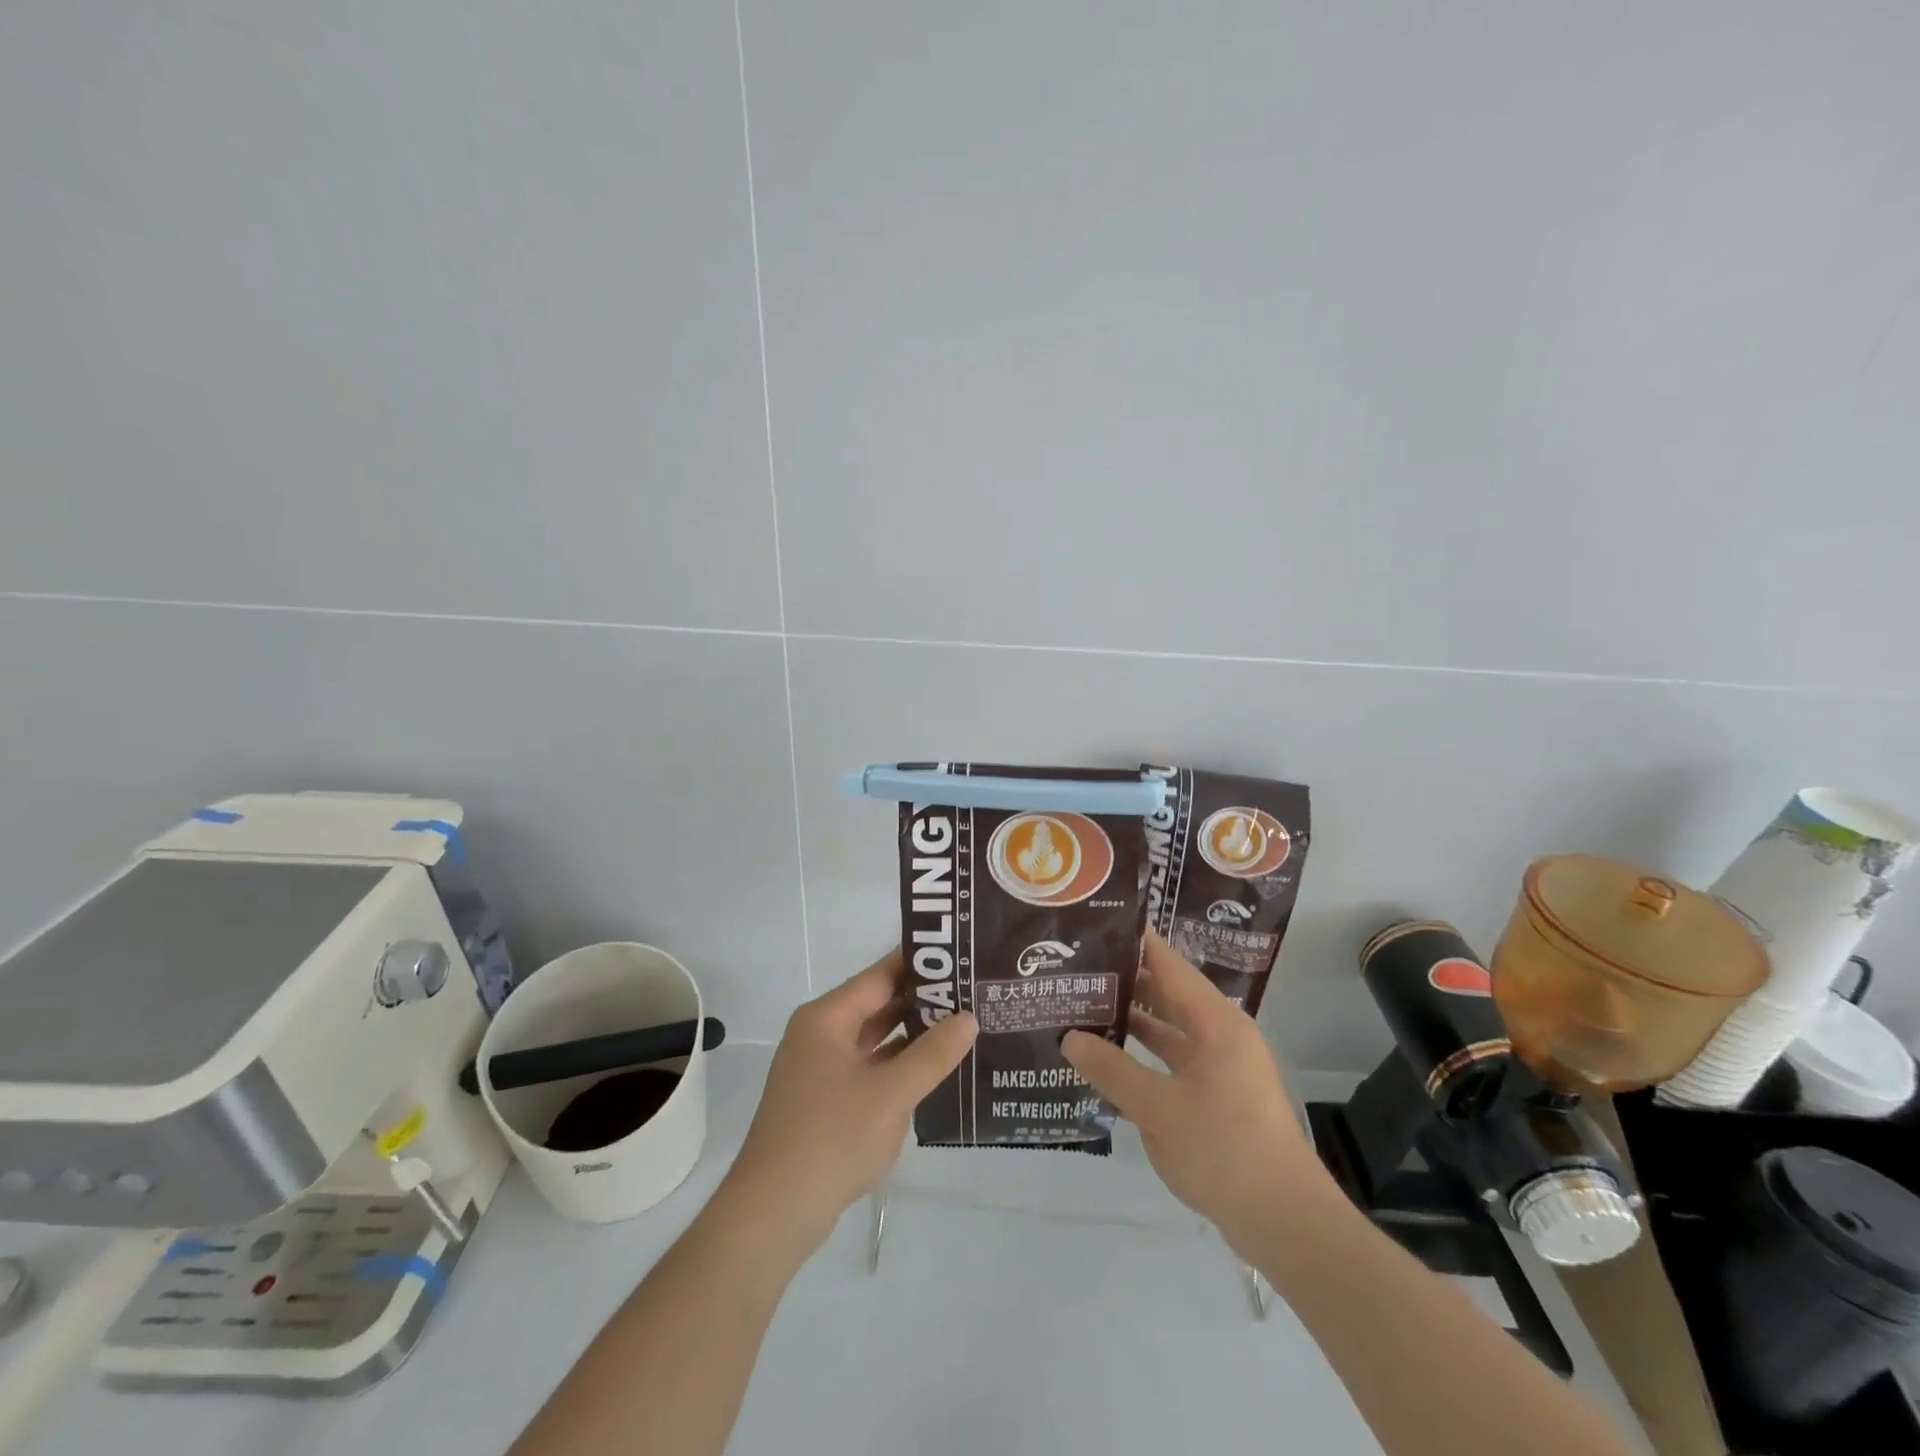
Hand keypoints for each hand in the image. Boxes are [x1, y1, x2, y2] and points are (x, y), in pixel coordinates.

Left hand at [721, 950, 976, 1255]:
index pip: (880, 975)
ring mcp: (820, 1070)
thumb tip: (968, 1017)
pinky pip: (868, 1069)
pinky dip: (897, 1066)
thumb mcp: (891, 1094)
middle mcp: (820, 1035)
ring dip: (912, 1035)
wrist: (773, 1215)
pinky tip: (932, 1072)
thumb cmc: (831, 1139)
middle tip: (971, 993)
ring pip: (874, 1039)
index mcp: (826, 1019)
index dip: (920, 964)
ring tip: (961, 1026)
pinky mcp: (824, 1102)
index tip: (960, 957)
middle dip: (921, 1001)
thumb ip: (933, 1054)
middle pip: (877, 1005)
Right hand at [1062, 932, 1329, 1257]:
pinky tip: (1108, 1059)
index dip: (1134, 942)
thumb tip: (1069, 1038)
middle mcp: (1221, 1034)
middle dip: (1125, 981)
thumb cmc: (1224, 1151)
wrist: (1285, 1223)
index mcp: (1215, 1022)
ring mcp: (1221, 1066)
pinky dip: (1143, 1055)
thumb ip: (1111, 1069)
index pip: (1168, 964)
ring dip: (1132, 1020)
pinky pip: (1173, 1060)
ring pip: (1169, 1029)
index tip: (1094, 926)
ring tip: (1082, 1007)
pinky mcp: (1217, 1096)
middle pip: (1168, 993)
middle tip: (1076, 969)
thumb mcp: (1158, 1109)